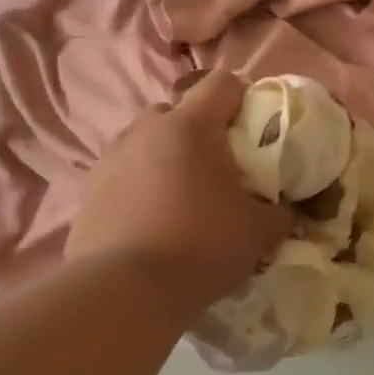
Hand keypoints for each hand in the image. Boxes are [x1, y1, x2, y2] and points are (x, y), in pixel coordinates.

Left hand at [66, 71, 289, 309]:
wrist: (126, 291)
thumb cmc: (202, 245)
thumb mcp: (260, 232)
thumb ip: (280, 213)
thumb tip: (286, 212)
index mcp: (190, 126)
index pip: (223, 83)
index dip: (245, 98)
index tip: (257, 129)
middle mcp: (145, 130)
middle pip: (178, 111)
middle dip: (200, 131)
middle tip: (220, 169)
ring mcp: (110, 159)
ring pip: (146, 143)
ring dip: (166, 158)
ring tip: (183, 198)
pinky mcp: (87, 192)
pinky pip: (123, 175)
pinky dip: (140, 187)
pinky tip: (152, 222)